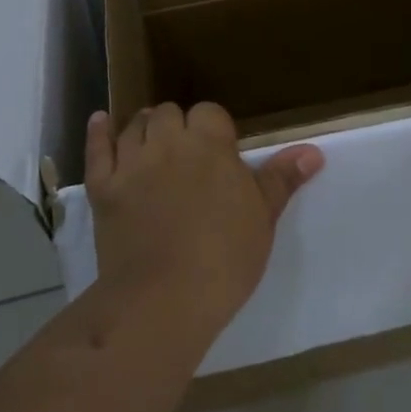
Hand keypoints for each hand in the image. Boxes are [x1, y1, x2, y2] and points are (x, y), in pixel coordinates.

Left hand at [85, 102, 324, 328]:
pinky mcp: (102, 187)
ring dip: (145, 128)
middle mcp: (168, 142)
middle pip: (169, 113)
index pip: (209, 113)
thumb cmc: (224, 257)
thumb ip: (282, 179)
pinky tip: (101, 121)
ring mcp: (131, 163)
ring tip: (153, 143)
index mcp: (209, 145)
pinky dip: (98, 133)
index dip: (214, 129)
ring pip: (135, 125)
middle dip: (178, 126)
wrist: (164, 298)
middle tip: (187, 154)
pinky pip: (96, 149)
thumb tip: (313, 151)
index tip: (219, 153)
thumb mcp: (262, 217)